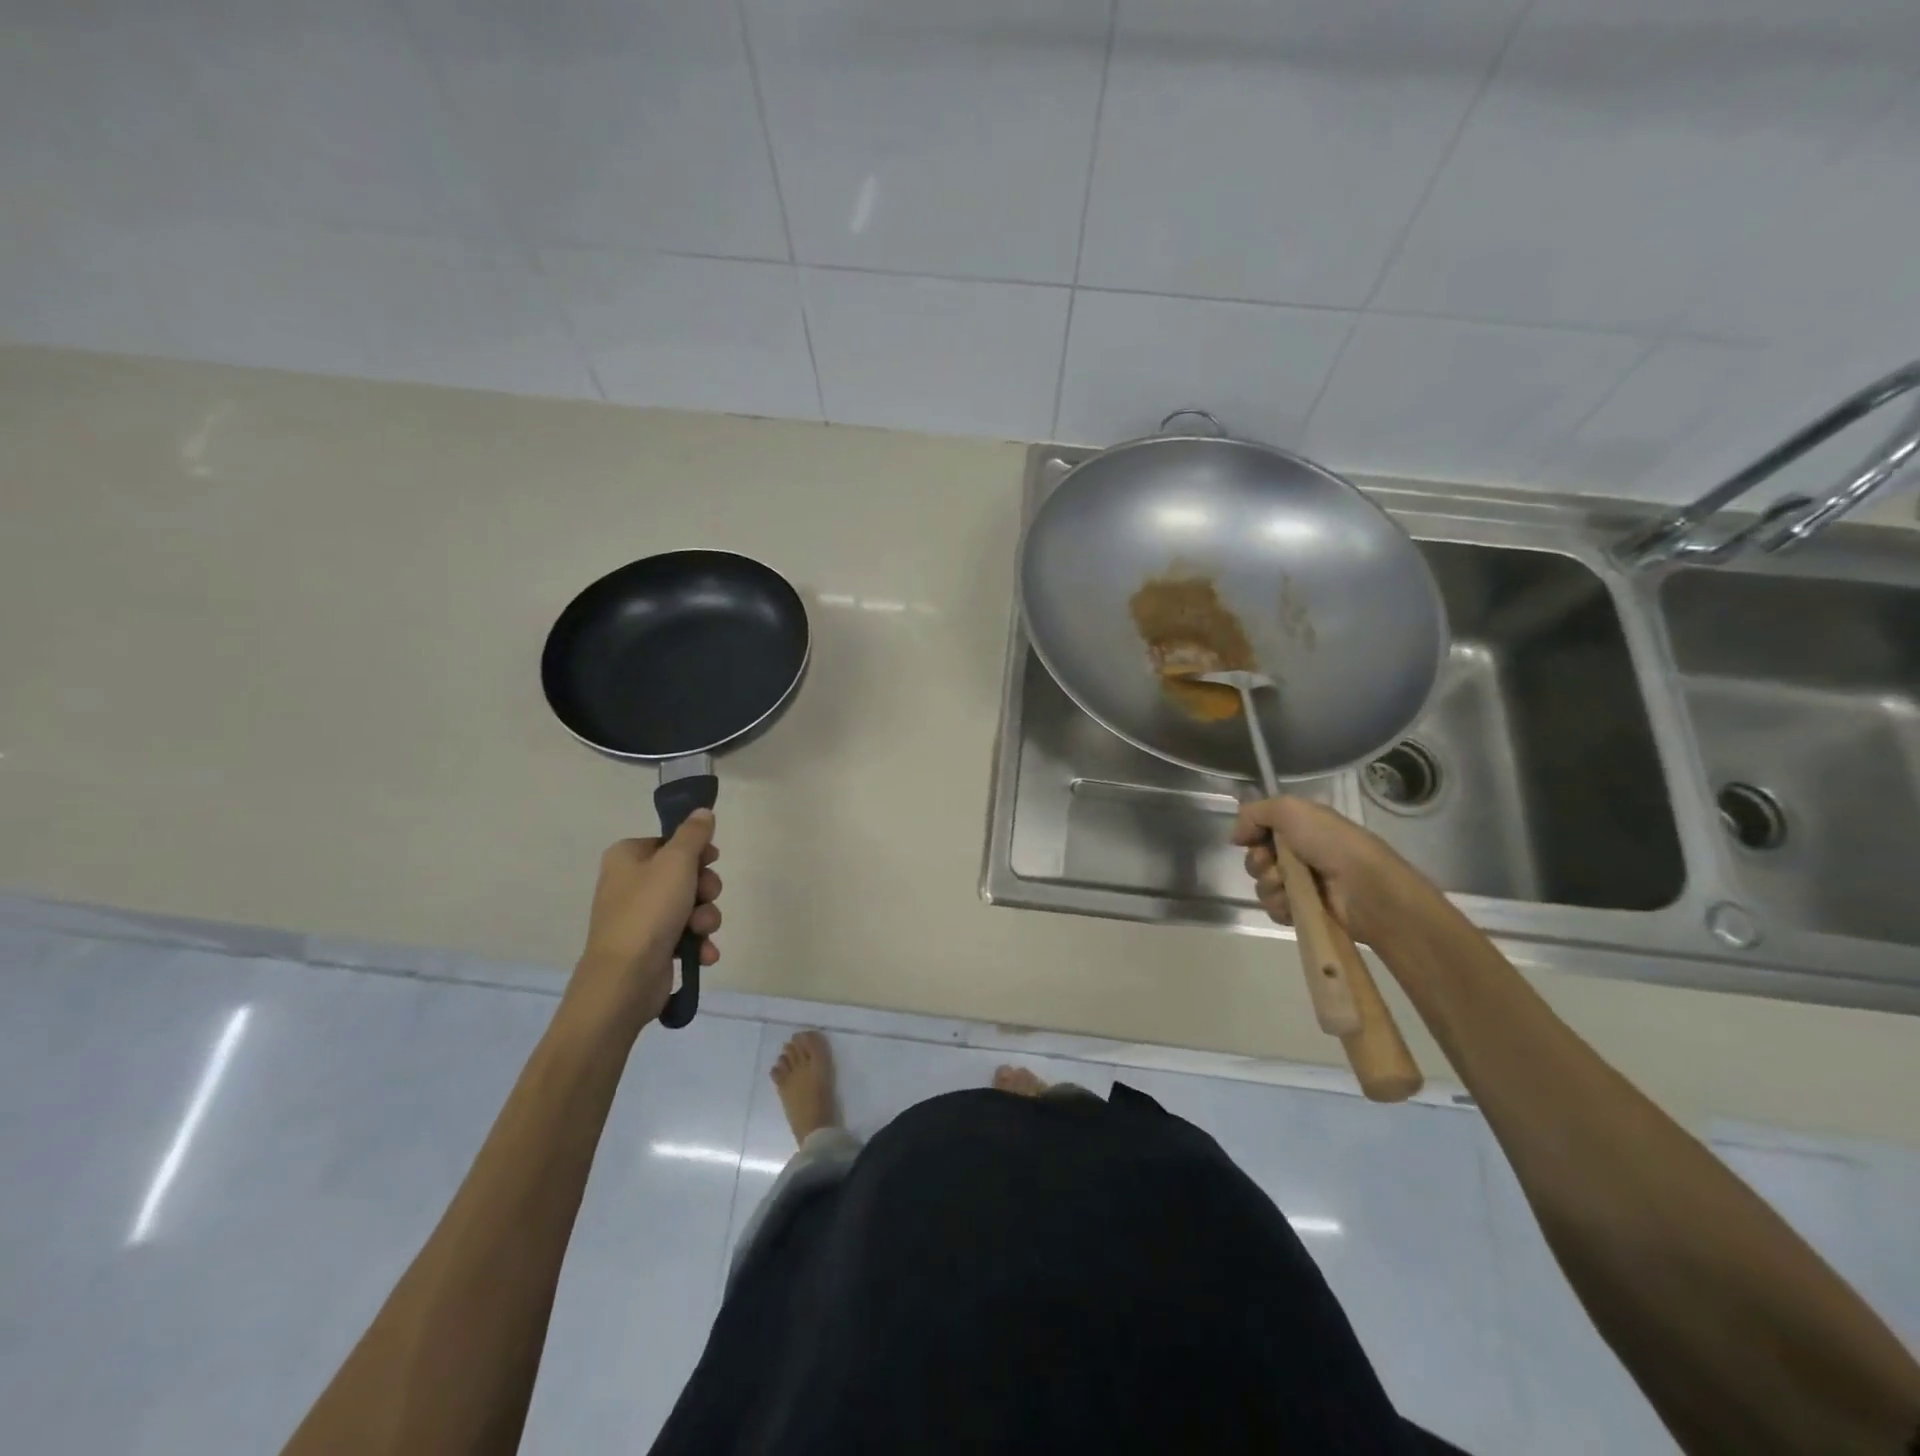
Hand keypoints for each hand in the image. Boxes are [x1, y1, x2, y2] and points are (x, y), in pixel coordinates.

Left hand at [572, 810, 721, 1024]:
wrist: (625, 979)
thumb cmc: (648, 911)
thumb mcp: (676, 862)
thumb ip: (693, 834)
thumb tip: (703, 812)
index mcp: (627, 857)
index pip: (670, 842)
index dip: (696, 851)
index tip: (711, 859)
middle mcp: (630, 884)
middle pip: (685, 874)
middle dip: (705, 889)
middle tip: (705, 897)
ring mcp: (640, 917)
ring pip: (691, 905)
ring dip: (705, 917)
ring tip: (700, 931)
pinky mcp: (651, 946)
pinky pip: (686, 935)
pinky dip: (698, 942)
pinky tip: (702, 952)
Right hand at [1231, 797, 1437, 947]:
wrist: (1364, 888)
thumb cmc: (1330, 843)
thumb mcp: (1291, 810)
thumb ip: (1254, 813)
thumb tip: (1236, 836)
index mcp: (1300, 828)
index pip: (1260, 830)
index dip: (1252, 834)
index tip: (1251, 838)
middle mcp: (1300, 854)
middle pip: (1256, 858)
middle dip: (1258, 862)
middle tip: (1272, 863)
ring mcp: (1302, 884)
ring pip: (1262, 885)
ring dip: (1270, 885)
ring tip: (1288, 886)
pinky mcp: (1304, 911)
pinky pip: (1273, 908)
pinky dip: (1280, 906)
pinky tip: (1293, 904)